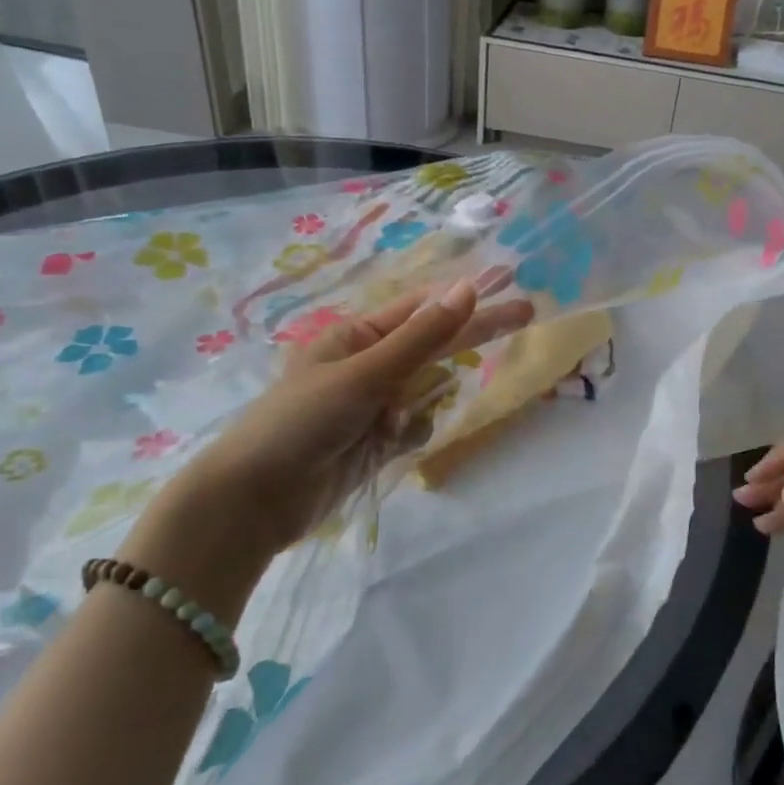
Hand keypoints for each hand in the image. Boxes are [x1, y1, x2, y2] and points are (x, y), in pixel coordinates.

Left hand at [122, 279, 532, 615]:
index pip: (425, 308)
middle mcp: (369, 363)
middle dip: (475, 331)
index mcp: (357, 335)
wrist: (254, 502)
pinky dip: (412, 433)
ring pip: (428, 389)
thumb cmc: (302, 421)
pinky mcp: (377, 440)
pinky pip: (416, 426)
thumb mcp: (365, 373)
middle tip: (530, 313)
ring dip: (427, 398)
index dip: (468, 295)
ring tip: (398, 418)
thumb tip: (469, 288)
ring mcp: (374, 403)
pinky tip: (389, 445)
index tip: (510, 283)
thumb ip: (422, 336)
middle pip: (434, 342)